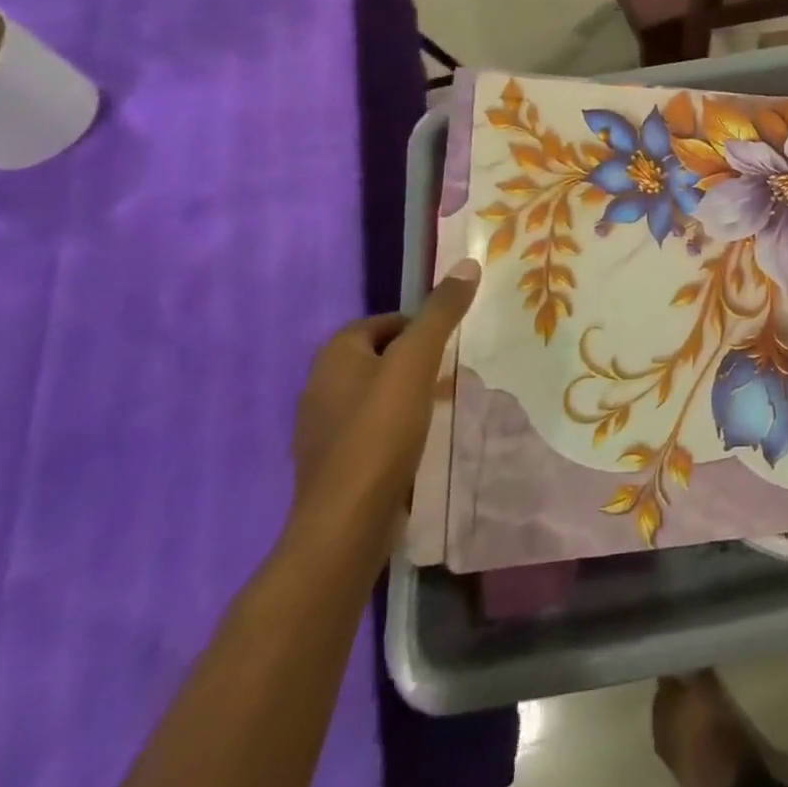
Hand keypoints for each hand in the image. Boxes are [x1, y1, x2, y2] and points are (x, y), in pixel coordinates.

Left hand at [289, 260, 480, 543]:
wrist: (345, 524)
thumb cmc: (380, 431)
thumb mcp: (418, 361)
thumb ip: (441, 313)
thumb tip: (468, 263)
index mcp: (334, 355)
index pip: (384, 322)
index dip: (419, 327)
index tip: (451, 345)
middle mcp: (319, 385)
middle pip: (379, 357)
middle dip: (415, 361)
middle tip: (452, 372)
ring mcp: (321, 429)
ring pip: (375, 395)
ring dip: (407, 395)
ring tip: (441, 406)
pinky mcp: (332, 464)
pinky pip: (369, 429)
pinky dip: (394, 428)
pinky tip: (419, 443)